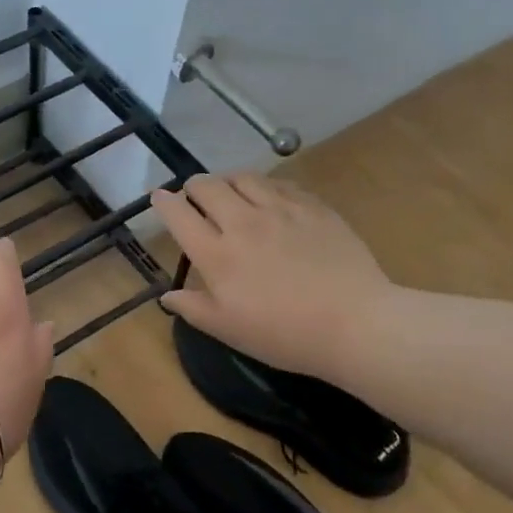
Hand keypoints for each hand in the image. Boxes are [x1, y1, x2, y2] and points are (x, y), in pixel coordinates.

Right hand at [151, 173, 391, 377]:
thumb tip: (167, 295)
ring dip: (227, 180)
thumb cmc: (284, 335)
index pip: (180, 215)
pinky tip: (268, 197)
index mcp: (217, 254)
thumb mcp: (229, 330)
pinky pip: (279, 183)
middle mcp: (243, 222)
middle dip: (193, 187)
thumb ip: (193, 308)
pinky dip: (263, 186)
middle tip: (194, 196)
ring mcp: (281, 209)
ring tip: (228, 191)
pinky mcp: (313, 206)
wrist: (353, 322)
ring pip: (243, 177)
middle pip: (208, 186)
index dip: (164, 203)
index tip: (159, 198)